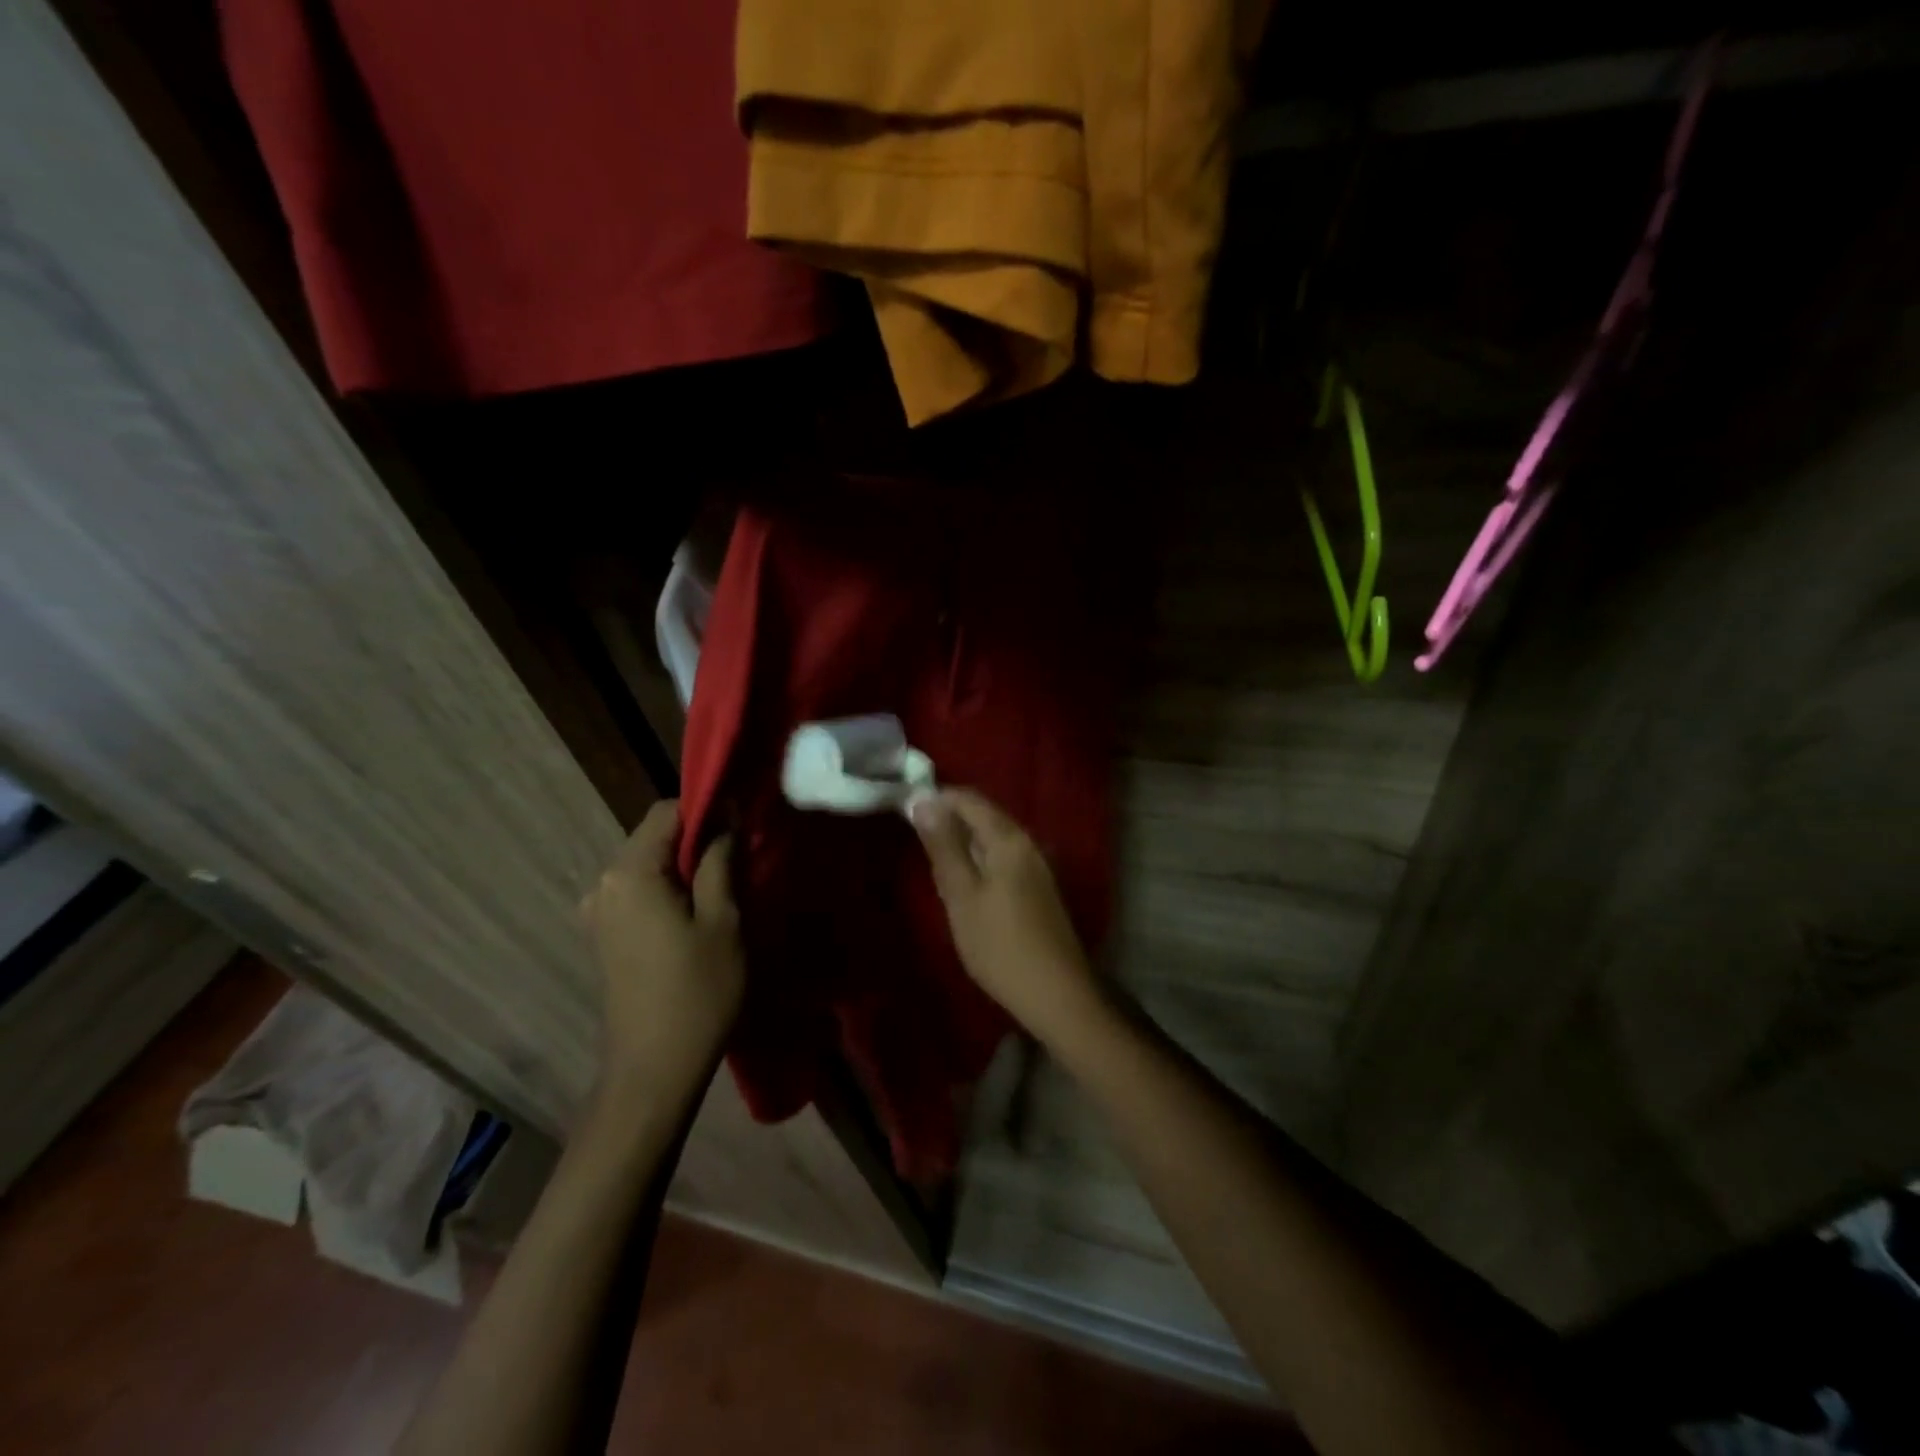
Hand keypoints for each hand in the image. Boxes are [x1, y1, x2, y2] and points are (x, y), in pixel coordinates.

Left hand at [579, 800, 742, 1108]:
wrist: (654, 1069)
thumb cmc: (697, 991)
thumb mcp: (723, 920)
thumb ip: (721, 859)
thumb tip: (726, 816)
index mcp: (630, 872)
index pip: (668, 811)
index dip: (708, 810)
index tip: (742, 829)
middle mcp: (604, 883)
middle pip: (656, 837)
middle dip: (698, 840)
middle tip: (740, 864)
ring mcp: (599, 910)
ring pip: (649, 864)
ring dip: (686, 867)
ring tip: (724, 893)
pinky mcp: (605, 934)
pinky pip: (640, 891)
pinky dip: (669, 890)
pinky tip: (696, 917)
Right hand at [909, 789, 1104, 1047]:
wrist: (1055, 993)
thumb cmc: (999, 944)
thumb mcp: (961, 894)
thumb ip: (943, 845)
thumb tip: (923, 800)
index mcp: (1008, 838)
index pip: (969, 799)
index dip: (937, 799)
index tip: (906, 811)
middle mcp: (1027, 842)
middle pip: (984, 816)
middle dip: (949, 820)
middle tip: (916, 839)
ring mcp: (1037, 866)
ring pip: (993, 839)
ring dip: (963, 842)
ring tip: (935, 860)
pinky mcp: (1039, 888)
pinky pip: (1003, 858)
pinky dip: (979, 861)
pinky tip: (965, 883)